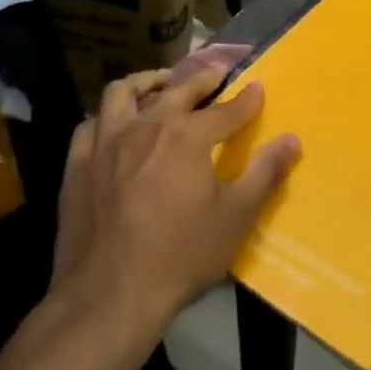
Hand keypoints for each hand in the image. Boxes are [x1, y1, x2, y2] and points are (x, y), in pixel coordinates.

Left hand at [52, 64, 300, 332]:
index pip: (225, 109)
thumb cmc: (181, 255)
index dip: (246, 99)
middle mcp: (146, 125)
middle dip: (201, 79)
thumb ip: (265, 173)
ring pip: (123, 93)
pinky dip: (108, 116)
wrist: (109, 295)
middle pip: (177, 90)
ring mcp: (106, 142)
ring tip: (160, 85)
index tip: (257, 87)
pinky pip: (92, 124)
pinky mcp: (77, 164)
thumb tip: (293, 140)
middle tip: (215, 74)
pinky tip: (115, 126)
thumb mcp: (236, 217)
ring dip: (147, 83)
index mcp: (188, 136)